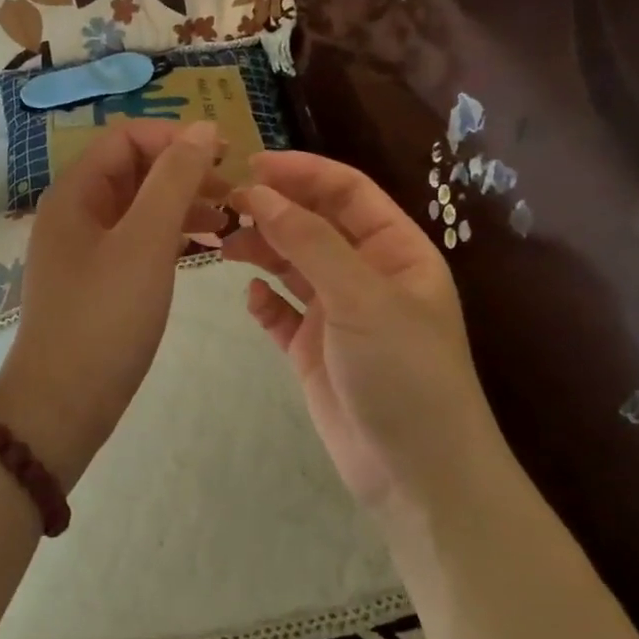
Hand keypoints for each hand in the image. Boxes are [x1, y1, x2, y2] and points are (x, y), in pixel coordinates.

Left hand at [0, 120, 228, 487]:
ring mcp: (84, 248)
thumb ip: (175, 179)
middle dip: (184, 172)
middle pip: (134, 170)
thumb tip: (203, 128)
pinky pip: (137, 240)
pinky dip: (169, 236)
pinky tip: (203, 246)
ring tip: (229, 222)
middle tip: (236, 194)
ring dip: (182, 204)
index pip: (127, 137)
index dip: (177, 138)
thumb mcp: (146, 241)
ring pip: (139, 206)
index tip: (227, 156)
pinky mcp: (97, 280)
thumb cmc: (105, 316)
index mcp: (76, 192)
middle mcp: (75, 212)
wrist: (63, 402)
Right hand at [226, 152, 498, 505]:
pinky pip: (282, 313)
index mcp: (396, 251)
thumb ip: (310, 243)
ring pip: (293, 266)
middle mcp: (366, 275)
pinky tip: (250, 298)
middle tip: (222, 204)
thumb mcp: (362, 298)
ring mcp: (339, 314)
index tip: (250, 164)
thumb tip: (260, 193)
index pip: (347, 192)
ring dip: (261, 250)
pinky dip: (264, 301)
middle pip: (314, 225)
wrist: (416, 474)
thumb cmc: (404, 374)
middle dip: (273, 210)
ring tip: (222, 244)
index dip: (302, 172)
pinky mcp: (314, 351)